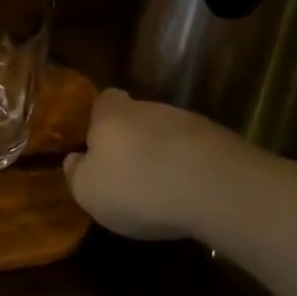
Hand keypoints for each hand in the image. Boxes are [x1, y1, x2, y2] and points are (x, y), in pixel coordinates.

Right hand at [64, 89, 241, 240]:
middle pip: (136, 118)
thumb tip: (75, 159)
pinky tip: (187, 195)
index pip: (103, 99)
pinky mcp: (221, 141)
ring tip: (159, 190)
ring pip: (167, 134)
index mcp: (112, 115)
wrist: (217, 188)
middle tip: (125, 174)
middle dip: (131, 141)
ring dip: (162, 155)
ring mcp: (190, 122)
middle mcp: (151, 108)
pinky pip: (194, 152)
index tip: (95, 144)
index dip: (98, 119)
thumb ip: (76, 174)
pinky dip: (188, 169)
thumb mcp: (89, 192)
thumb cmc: (137, 187)